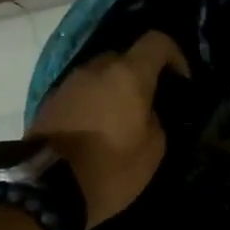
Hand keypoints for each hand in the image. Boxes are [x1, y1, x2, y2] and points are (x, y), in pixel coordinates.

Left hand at [29, 31, 190, 227]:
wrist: (48, 187)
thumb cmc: (110, 168)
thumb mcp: (152, 150)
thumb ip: (156, 120)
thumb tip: (147, 111)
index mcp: (127, 74)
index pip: (157, 42)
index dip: (175, 56)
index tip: (181, 82)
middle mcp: (96, 68)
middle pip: (125, 57)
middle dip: (140, 76)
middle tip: (148, 106)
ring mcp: (69, 82)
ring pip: (100, 76)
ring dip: (114, 91)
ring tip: (121, 122)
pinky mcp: (50, 101)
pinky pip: (82, 93)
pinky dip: (94, 104)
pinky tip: (97, 132)